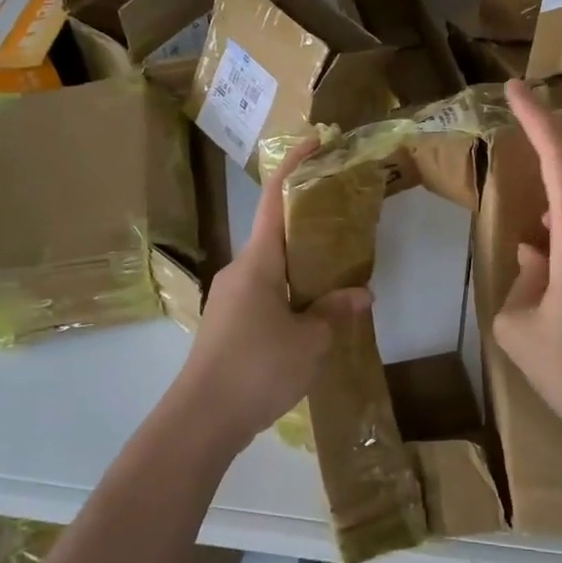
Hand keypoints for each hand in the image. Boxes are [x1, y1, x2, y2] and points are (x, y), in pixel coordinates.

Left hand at [171, 137, 369, 452]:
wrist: (200, 421)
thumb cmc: (257, 368)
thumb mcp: (310, 341)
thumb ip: (335, 312)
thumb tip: (361, 293)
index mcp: (258, 260)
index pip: (274, 197)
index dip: (295, 164)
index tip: (316, 141)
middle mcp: (240, 269)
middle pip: (277, 231)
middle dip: (309, 221)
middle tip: (346, 221)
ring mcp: (230, 298)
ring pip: (272, 266)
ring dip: (303, 264)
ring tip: (339, 274)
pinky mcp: (228, 325)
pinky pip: (265, 293)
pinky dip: (291, 292)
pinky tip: (313, 317)